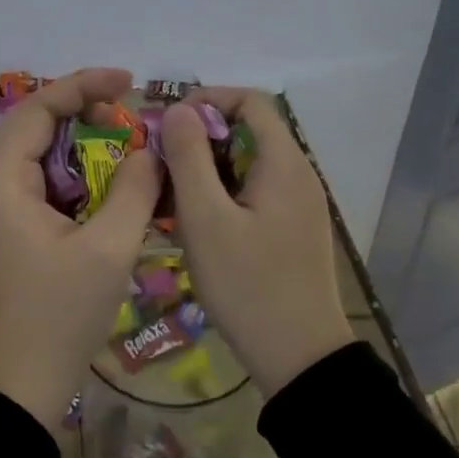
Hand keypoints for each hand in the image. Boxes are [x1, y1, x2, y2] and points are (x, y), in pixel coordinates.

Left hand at [0, 67, 162, 429]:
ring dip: (88, 151)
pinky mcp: (23, 238)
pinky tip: (117, 193)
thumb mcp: (108, 249)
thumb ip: (133, 192)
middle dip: (86, 116)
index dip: (80, 86)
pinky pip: (53, 192)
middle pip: (39, 131)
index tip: (126, 81)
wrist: (24, 386)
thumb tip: (149, 152)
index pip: (36, 111)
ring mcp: (9, 217)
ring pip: (48, 163)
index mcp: (6, 185)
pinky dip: (85, 183)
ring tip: (131, 152)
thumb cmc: (61, 315)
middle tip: (132, 118)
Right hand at [162, 89, 353, 396]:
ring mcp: (298, 204)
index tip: (166, 123)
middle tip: (158, 165)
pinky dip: (221, 196)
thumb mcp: (205, 219)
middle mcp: (298, 174)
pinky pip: (253, 194)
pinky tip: (194, 225)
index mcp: (284, 162)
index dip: (206, 100)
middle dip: (199, 139)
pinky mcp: (292, 230)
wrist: (300, 357)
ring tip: (168, 198)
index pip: (250, 101)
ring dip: (206, 171)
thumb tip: (178, 109)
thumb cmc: (248, 285)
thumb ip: (189, 157)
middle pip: (247, 132)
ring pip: (247, 166)